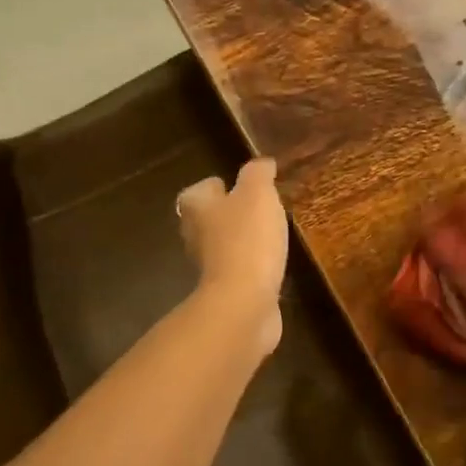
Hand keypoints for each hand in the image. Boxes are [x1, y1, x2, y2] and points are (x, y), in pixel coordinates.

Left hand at [176, 158, 287, 355]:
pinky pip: (238, 270)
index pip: (198, 191)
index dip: (215, 186)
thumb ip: (258, 174)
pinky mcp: (226, 291)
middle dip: (227, 213)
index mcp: (197, 209)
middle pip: (207, 219)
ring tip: (267, 233)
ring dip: (239, 240)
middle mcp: (195, 237)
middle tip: (255, 208)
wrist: (244, 301)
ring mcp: (209, 268)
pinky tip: (270, 262)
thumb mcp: (258, 194)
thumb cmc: (247, 239)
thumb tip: (262, 163)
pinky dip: (250, 265)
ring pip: (222, 246)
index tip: (235, 186)